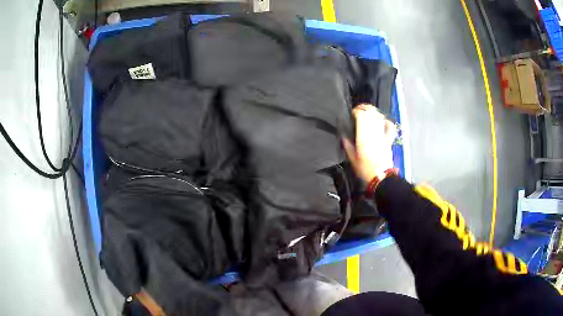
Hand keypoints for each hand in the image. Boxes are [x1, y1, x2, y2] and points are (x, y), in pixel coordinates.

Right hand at [343, 104, 396, 183]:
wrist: (381, 178)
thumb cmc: (365, 169)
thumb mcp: (352, 159)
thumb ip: (347, 146)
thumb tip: (344, 137)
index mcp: (364, 135)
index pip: (361, 115)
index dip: (356, 111)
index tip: (351, 114)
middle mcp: (374, 132)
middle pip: (371, 112)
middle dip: (364, 108)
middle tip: (358, 110)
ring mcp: (383, 135)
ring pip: (379, 117)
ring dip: (373, 112)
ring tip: (368, 114)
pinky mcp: (389, 140)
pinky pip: (390, 127)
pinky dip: (386, 122)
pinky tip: (382, 121)